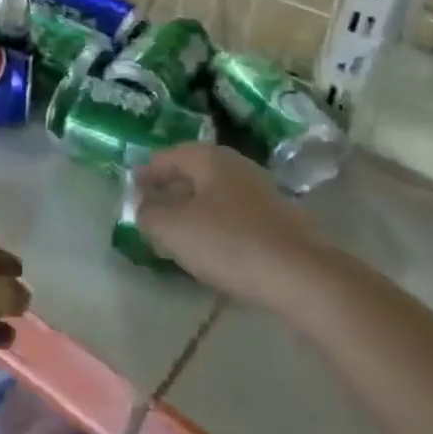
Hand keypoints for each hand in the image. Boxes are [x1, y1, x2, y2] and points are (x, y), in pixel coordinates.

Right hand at [132, 144, 329, 306]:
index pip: (166, 157)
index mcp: (209, 158)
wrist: (302, 277)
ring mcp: (262, 192)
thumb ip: (148, 213)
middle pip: (192, 174)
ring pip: (215, 196)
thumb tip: (142, 205)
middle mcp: (236, 165)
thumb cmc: (228, 243)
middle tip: (151, 216)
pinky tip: (214, 251)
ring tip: (178, 238)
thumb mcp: (173, 229)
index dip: (145, 174)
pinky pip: (235, 216)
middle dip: (169, 193)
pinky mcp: (279, 220)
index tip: (131, 194)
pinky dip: (217, 227)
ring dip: (193, 212)